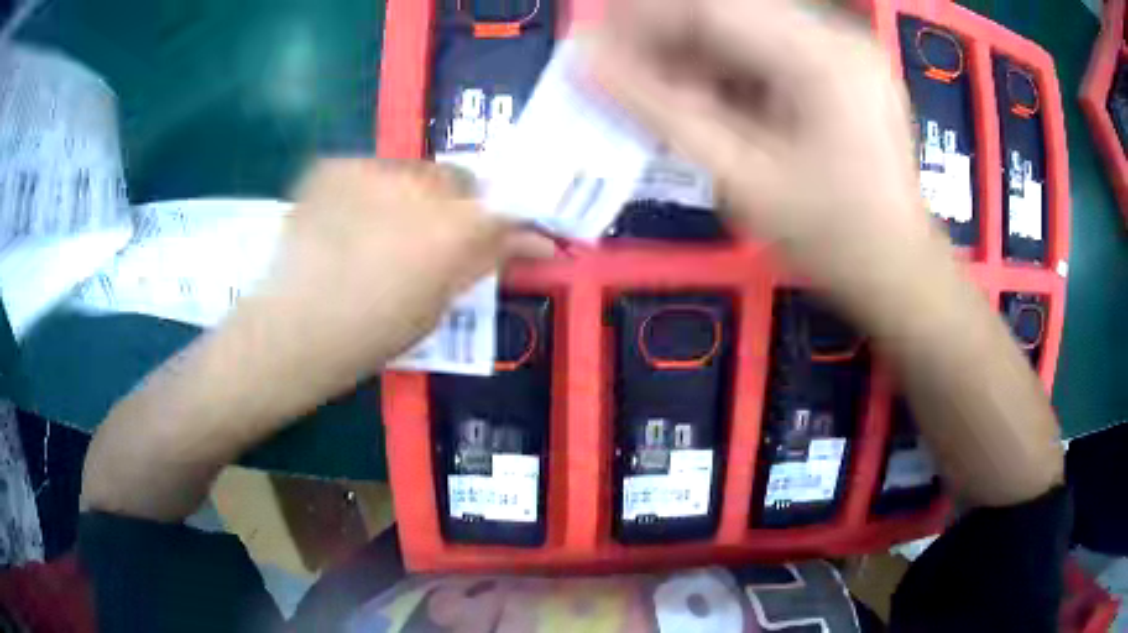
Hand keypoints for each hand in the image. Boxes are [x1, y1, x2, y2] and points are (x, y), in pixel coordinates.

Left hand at [239, 159, 552, 391]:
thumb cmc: (370, 334)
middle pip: (461, 178)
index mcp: (454, 228)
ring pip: (414, 171)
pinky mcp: (334, 165)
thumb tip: (532, 243)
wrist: (292, 329)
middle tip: (440, 234)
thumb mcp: (438, 305)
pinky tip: (350, 223)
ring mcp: (372, 169)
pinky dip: (370, 191)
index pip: (508, 207)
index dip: (515, 219)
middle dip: (460, 203)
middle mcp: (420, 185)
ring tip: (386, 228)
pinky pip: (369, 171)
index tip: (518, 234)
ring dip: (414, 194)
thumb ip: (482, 263)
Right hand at [590, 0, 946, 310]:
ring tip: (660, 89)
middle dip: (667, 36)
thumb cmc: (831, 239)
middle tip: (620, 68)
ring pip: (748, 28)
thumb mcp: (742, 179)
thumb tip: (588, 65)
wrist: (900, 271)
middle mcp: (838, 36)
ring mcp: (846, 49)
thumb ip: (662, 113)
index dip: (643, 19)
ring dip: (697, 53)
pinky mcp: (845, 67)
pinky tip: (707, 97)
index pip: (712, 8)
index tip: (595, 44)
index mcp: (822, 58)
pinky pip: (772, 49)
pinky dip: (732, 68)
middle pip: (730, 11)